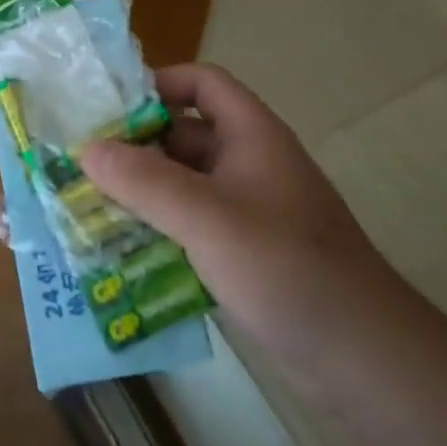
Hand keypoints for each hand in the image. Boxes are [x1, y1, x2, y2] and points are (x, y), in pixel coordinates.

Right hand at [82, 64, 393, 347]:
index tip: (108, 107)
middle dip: (135, 146)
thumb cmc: (287, 268)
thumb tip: (86, 148)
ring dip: (140, 193)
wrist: (365, 361)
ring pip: (183, 186)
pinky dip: (157, 231)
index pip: (203, 84)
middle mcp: (249, 165)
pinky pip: (190, 228)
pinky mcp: (244, 256)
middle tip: (80, 161)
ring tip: (86, 206)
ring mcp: (248, 213)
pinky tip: (119, 252)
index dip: (158, 84)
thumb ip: (144, 181)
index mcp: (252, 136)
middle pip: (184, 136)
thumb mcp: (208, 218)